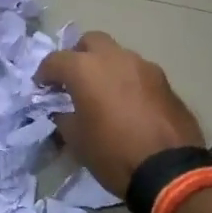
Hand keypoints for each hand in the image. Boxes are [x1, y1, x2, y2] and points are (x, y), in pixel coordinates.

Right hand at [37, 32, 203, 195]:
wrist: (169, 171)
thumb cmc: (113, 153)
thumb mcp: (76, 141)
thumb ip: (64, 117)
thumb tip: (62, 111)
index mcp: (86, 69)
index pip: (55, 60)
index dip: (44, 74)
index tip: (42, 89)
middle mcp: (114, 58)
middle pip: (90, 42)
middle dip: (78, 56)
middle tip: (74, 80)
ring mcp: (143, 66)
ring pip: (118, 55)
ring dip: (106, 68)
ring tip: (104, 95)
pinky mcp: (165, 81)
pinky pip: (138, 73)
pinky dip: (128, 82)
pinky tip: (129, 105)